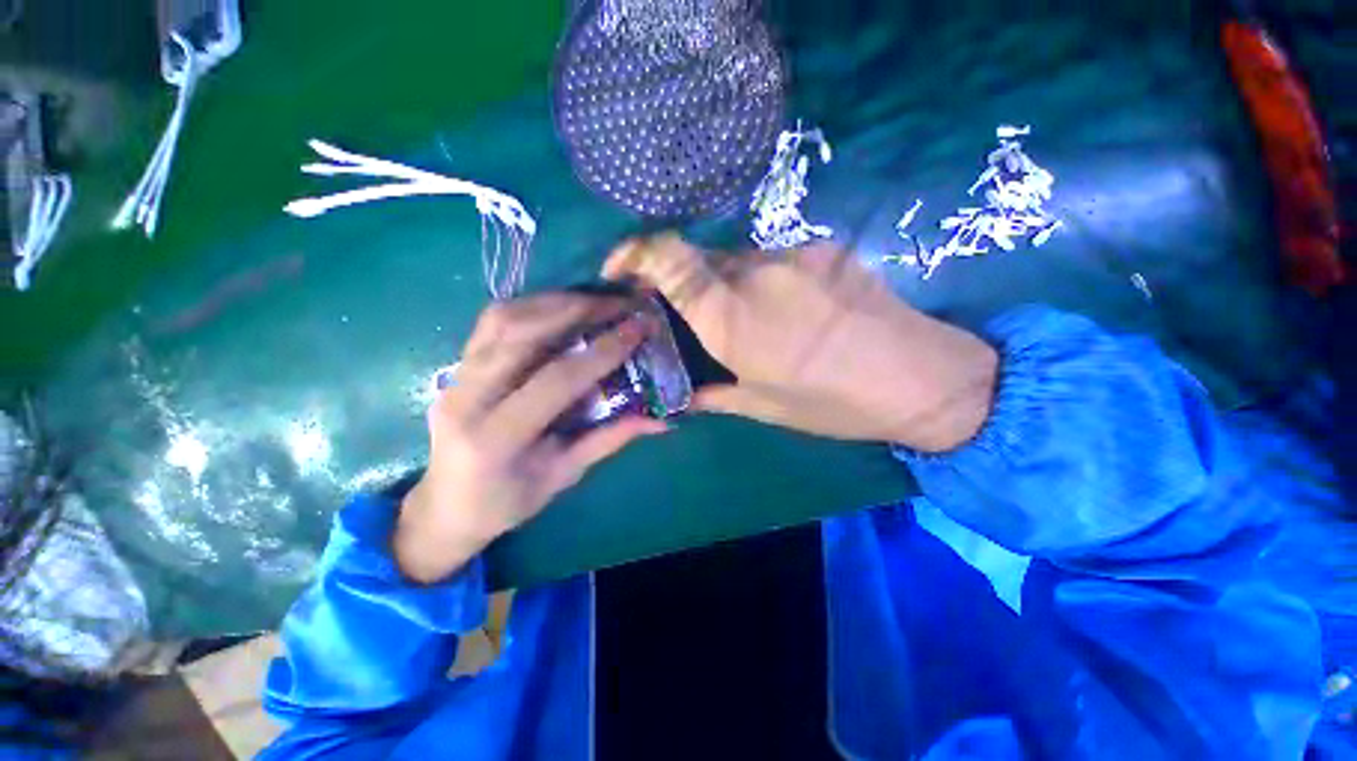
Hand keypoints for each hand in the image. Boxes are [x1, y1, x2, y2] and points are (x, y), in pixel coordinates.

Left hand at [395, 294, 667, 583]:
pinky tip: (561, 307)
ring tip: (596, 300)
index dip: (603, 351)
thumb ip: (610, 439)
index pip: (557, 380)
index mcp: (497, 437)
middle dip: (579, 310)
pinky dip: (532, 306)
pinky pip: (493, 322)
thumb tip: (659, 420)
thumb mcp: (563, 475)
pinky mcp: (456, 365)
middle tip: (621, 303)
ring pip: (503, 318)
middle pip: (523, 333)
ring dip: (555, 301)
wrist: (444, 507)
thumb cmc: (506, 502)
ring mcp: (456, 376)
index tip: (639, 329)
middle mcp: (468, 398)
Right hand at [603, 235, 997, 452]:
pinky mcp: (821, 249)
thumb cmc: (835, 402)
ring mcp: (792, 254)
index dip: (633, 253)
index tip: (619, 270)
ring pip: (735, 260)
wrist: (923, 376)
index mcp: (733, 316)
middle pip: (698, 260)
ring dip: (726, 285)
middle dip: (684, 284)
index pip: (668, 258)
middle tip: (695, 319)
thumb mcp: (764, 407)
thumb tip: (683, 393)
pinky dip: (761, 282)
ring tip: (748, 322)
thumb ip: (713, 394)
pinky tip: (786, 311)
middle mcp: (755, 272)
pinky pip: (771, 260)